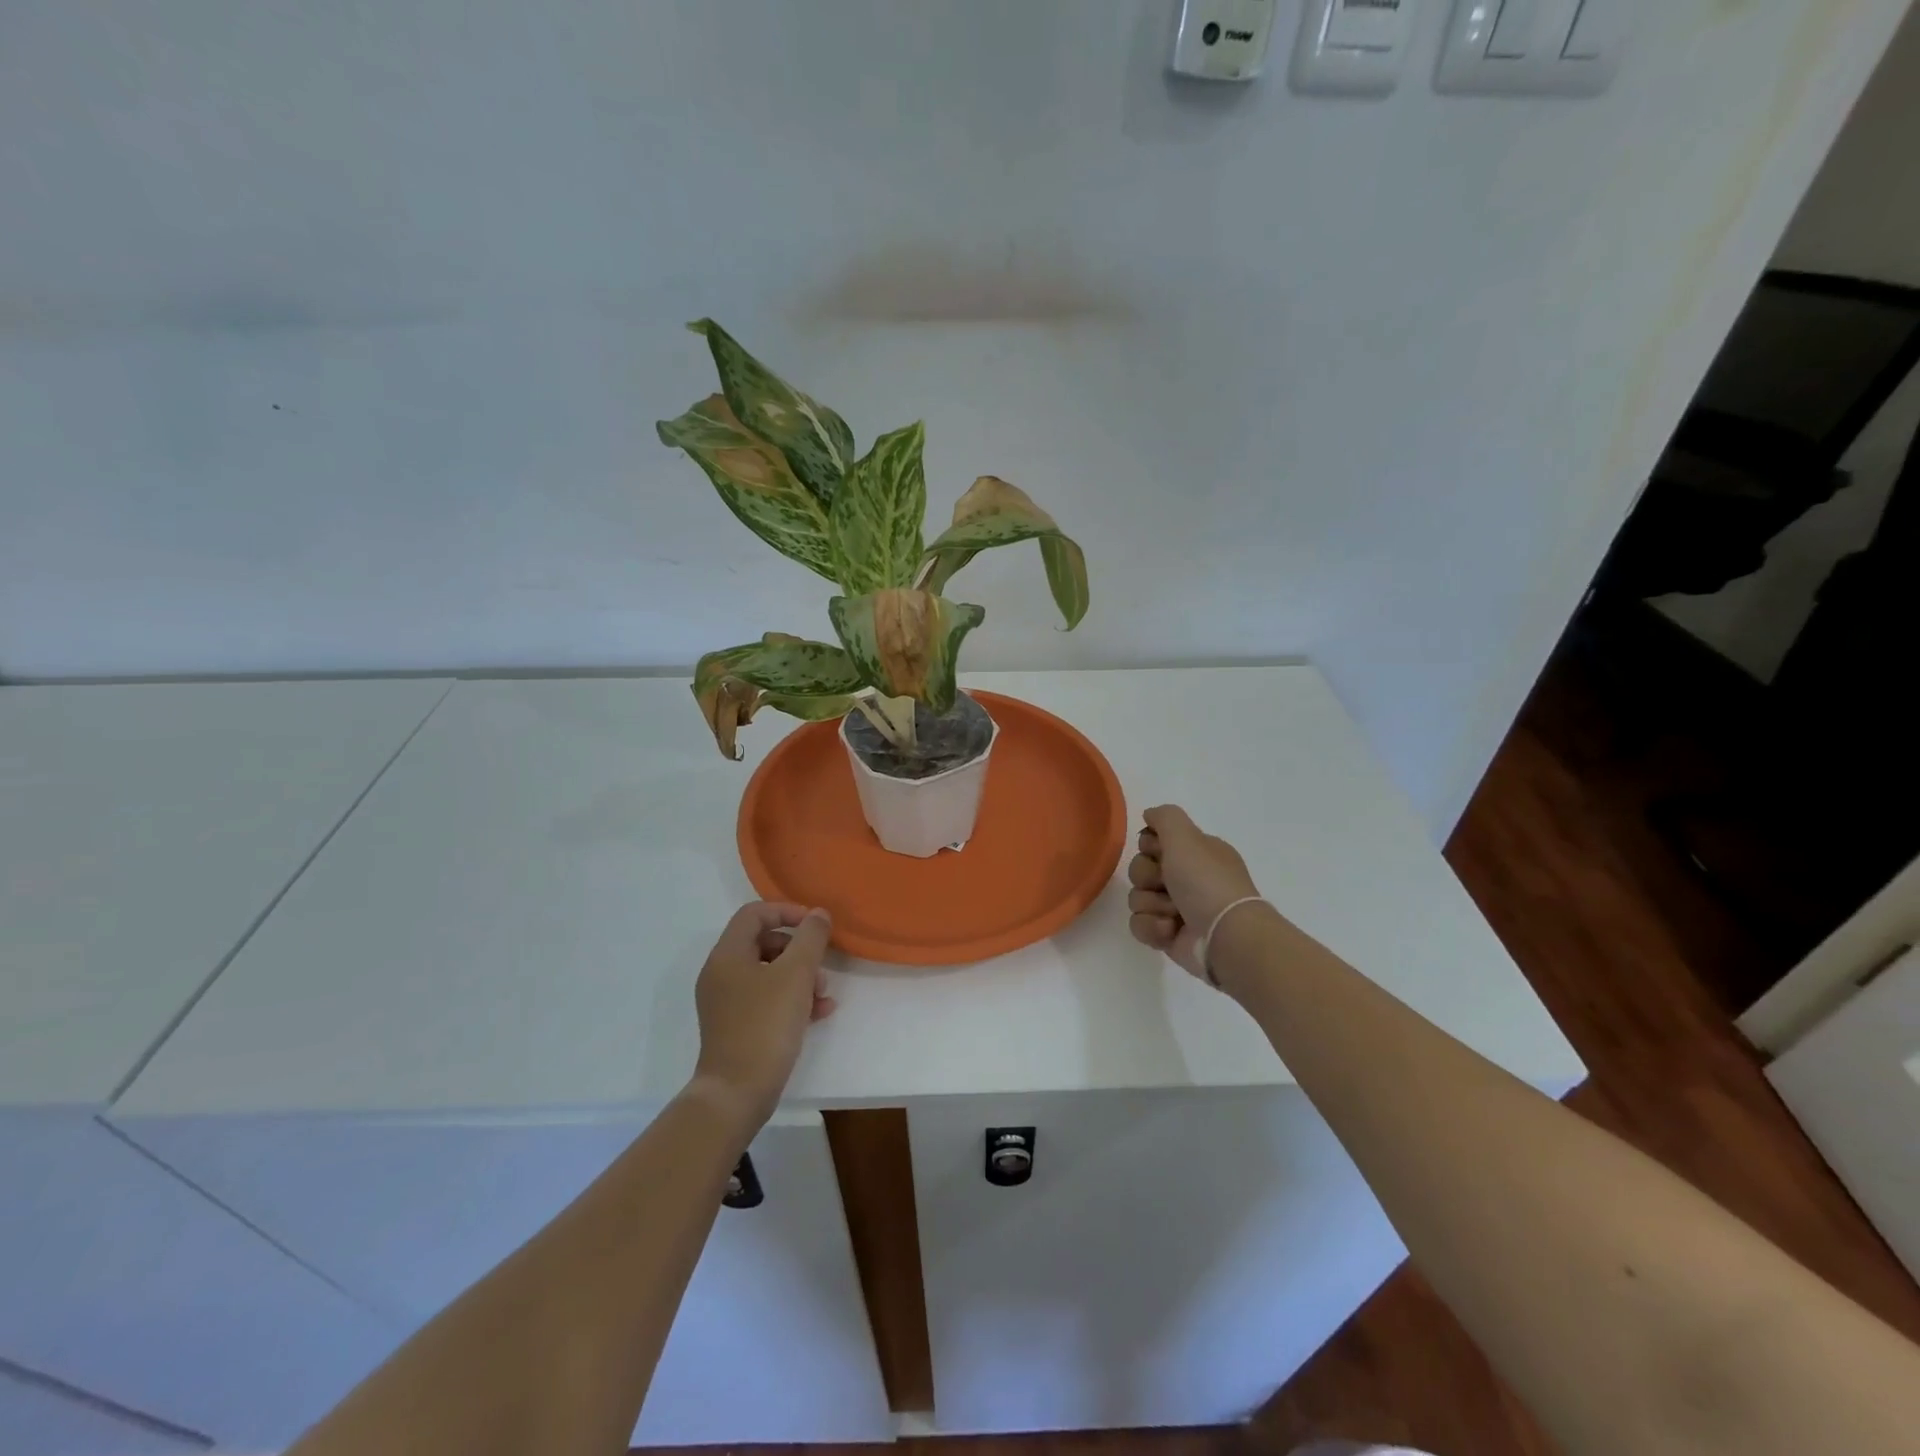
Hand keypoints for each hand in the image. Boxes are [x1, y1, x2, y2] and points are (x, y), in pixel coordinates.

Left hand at [691, 902, 835, 1124]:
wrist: (737, 1093)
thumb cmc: (765, 1025)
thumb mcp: (796, 975)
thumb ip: (810, 938)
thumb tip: (818, 914)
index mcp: (727, 955)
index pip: (754, 914)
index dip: (787, 911)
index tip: (815, 926)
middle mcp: (722, 974)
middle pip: (764, 942)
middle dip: (799, 951)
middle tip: (821, 967)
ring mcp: (727, 1002)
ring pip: (770, 972)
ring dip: (801, 976)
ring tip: (823, 995)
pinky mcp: (737, 1026)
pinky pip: (768, 998)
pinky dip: (793, 998)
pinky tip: (820, 1013)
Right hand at [1127, 804, 1261, 982]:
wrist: (1225, 937)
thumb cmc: (1206, 882)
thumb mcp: (1186, 837)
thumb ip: (1165, 817)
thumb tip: (1149, 815)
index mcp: (1196, 853)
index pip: (1153, 841)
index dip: (1150, 847)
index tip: (1159, 852)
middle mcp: (1187, 878)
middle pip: (1140, 870)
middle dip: (1148, 877)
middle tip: (1166, 884)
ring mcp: (1177, 908)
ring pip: (1137, 898)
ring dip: (1152, 904)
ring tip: (1174, 914)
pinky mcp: (1168, 935)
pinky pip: (1140, 925)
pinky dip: (1153, 927)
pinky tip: (1171, 930)